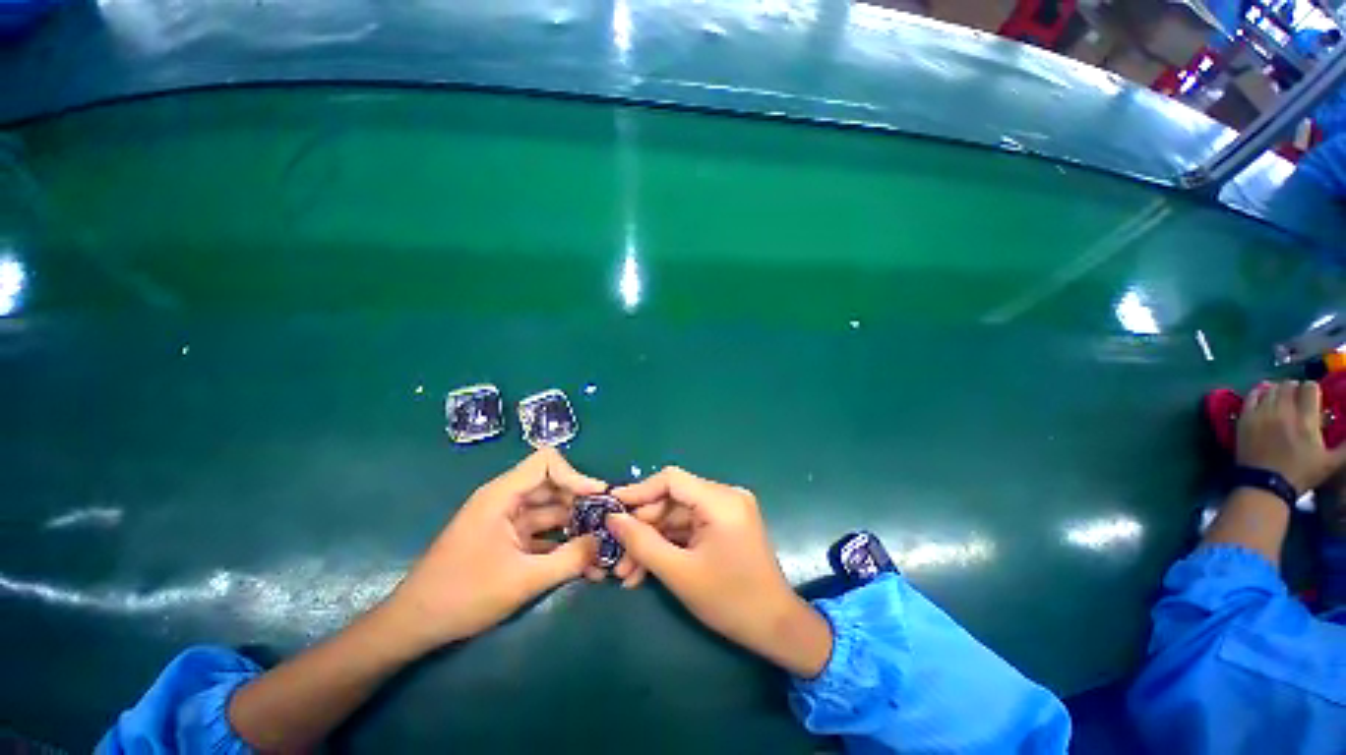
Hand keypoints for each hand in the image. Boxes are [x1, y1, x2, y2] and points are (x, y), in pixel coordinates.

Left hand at [383, 449, 606, 651]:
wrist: (413, 626)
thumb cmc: (462, 596)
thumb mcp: (522, 580)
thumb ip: (569, 559)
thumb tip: (603, 543)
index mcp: (502, 496)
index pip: (546, 462)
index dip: (575, 474)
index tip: (598, 496)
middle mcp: (506, 500)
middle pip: (553, 486)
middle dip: (580, 502)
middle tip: (606, 521)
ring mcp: (506, 521)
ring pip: (550, 510)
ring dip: (574, 524)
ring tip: (599, 543)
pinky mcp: (506, 540)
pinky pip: (541, 532)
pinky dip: (560, 541)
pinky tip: (580, 559)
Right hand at [606, 467, 832, 678]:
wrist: (776, 627)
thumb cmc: (730, 600)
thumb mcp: (679, 573)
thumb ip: (642, 542)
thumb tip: (613, 518)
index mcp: (720, 500)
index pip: (671, 479)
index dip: (639, 491)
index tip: (611, 508)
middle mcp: (725, 496)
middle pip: (673, 500)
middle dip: (643, 527)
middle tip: (616, 554)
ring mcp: (727, 509)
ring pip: (678, 517)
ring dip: (652, 541)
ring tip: (627, 573)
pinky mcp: (725, 524)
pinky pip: (690, 527)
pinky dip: (669, 545)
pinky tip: (647, 569)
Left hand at [1238, 380, 1345, 492]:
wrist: (1264, 485)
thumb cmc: (1300, 474)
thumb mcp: (1331, 461)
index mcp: (1306, 420)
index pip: (1309, 388)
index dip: (1313, 389)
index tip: (1314, 396)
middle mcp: (1283, 411)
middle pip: (1288, 386)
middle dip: (1295, 388)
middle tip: (1298, 397)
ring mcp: (1261, 414)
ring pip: (1270, 389)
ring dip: (1278, 389)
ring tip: (1282, 397)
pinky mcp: (1244, 419)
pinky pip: (1250, 397)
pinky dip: (1258, 393)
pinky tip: (1263, 396)